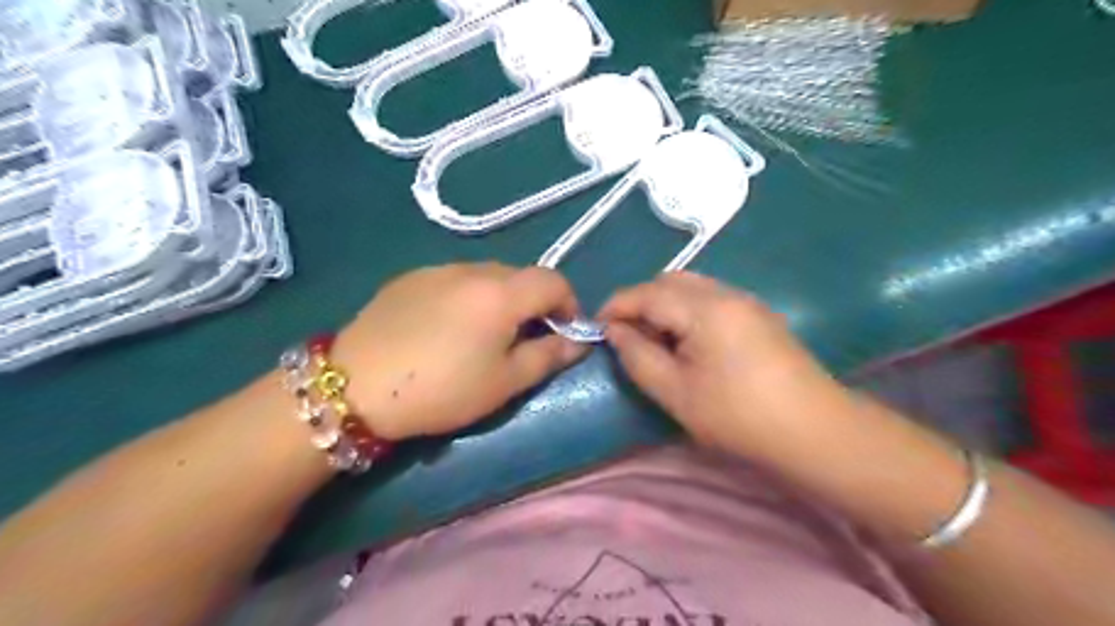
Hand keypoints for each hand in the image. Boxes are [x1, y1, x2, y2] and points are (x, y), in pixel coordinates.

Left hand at [333, 264, 585, 440]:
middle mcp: (473, 269)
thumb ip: (548, 356)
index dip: (569, 304)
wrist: (355, 386)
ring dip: (500, 299)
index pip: (554, 281)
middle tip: (523, 340)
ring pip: (487, 276)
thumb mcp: (504, 382)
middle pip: (521, 275)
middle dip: (535, 303)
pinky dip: (467, 297)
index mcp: (502, 293)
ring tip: (483, 335)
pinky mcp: (410, 277)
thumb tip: (578, 342)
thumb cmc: (442, 389)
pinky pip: (454, 280)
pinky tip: (446, 328)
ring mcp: (438, 269)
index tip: (563, 333)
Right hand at [602, 272, 855, 455]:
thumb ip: (638, 357)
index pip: (647, 293)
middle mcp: (726, 293)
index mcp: (704, 308)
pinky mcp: (758, 315)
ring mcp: (746, 301)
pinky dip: (687, 311)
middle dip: (641, 302)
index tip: (596, 327)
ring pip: (692, 288)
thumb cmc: (738, 416)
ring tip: (655, 341)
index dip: (616, 306)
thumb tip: (615, 332)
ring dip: (665, 306)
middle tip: (627, 336)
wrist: (814, 432)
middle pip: (670, 281)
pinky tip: (688, 342)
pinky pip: (711, 299)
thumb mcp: (676, 392)